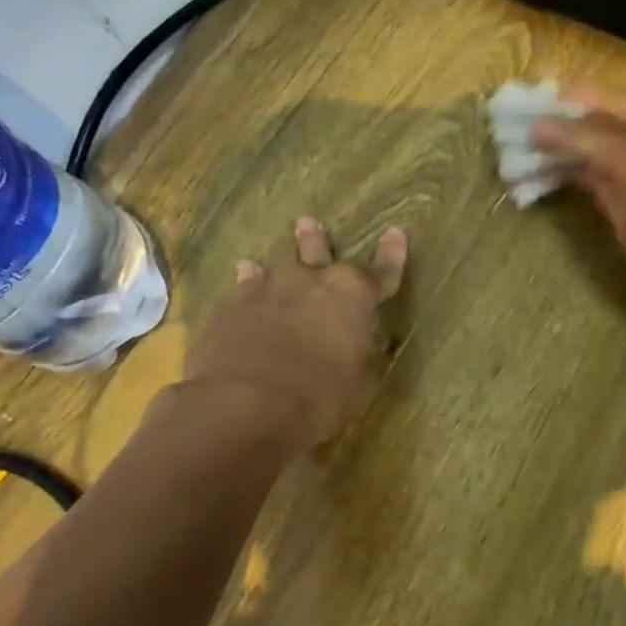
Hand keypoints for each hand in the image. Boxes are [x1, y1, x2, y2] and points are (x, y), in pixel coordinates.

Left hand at [182, 217, 408, 447]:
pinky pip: (238, 293)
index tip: (396, 233)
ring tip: (253, 263)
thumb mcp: (360, 385)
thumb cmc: (319, 397)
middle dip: (316, 241)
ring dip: (268, 268)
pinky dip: (242, 292)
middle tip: (308, 223)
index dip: (392, 255)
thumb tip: (373, 345)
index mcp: (352, 296)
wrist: (245, 403)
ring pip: (271, 270)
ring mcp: (265, 290)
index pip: (382, 272)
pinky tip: (235, 294)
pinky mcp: (229, 307)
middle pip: (317, 253)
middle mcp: (310, 282)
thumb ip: (365, 357)